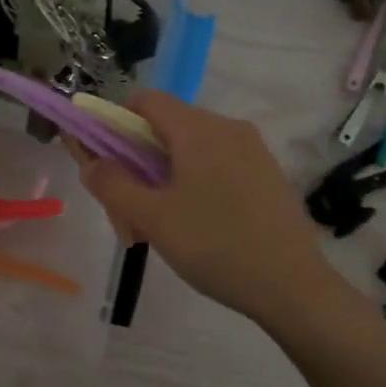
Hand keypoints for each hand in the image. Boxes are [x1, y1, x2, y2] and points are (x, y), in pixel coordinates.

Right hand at [73, 93, 340, 327]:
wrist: (293, 286)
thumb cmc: (215, 245)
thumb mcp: (153, 218)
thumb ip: (113, 185)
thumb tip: (91, 163)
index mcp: (198, 129)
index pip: (145, 100)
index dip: (115, 122)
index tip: (103, 162)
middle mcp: (228, 127)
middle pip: (166, 128)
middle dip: (136, 164)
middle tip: (128, 214)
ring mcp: (253, 151)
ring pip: (192, 151)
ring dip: (164, 180)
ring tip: (159, 230)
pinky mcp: (267, 175)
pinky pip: (218, 166)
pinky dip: (194, 185)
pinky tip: (195, 229)